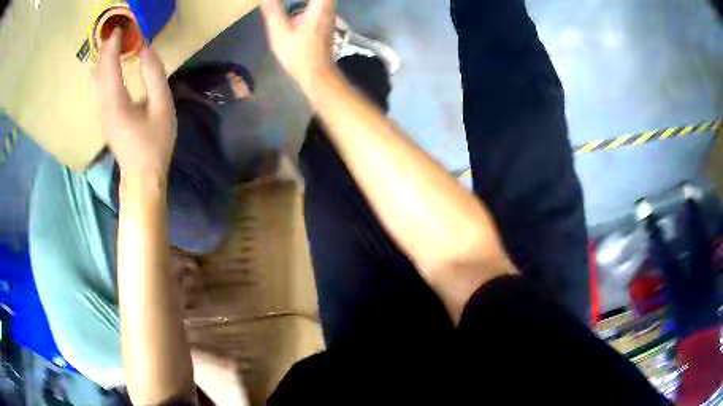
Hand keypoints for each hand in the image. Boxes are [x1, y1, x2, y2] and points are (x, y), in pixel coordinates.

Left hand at [96, 29, 176, 180]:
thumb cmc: (155, 143)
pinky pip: (96, 90)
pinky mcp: (103, 119)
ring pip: (94, 82)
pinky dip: (101, 74)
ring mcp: (100, 115)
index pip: (109, 67)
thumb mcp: (162, 107)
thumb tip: (145, 49)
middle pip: (98, 73)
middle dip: (105, 51)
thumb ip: (154, 75)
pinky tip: (110, 69)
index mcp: (116, 104)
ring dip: (101, 62)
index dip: (113, 46)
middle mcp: (102, 108)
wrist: (142, 177)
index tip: (120, 30)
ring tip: (113, 48)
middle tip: (117, 35)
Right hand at [260, 0, 336, 91]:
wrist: (316, 74)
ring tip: (290, 3)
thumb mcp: (280, 32)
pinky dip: (313, 1)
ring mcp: (329, 14)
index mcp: (320, 6)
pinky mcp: (325, 21)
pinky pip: (322, 2)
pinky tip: (300, 5)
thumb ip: (273, 10)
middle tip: (285, 1)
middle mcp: (328, 7)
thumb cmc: (298, 54)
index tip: (294, 0)